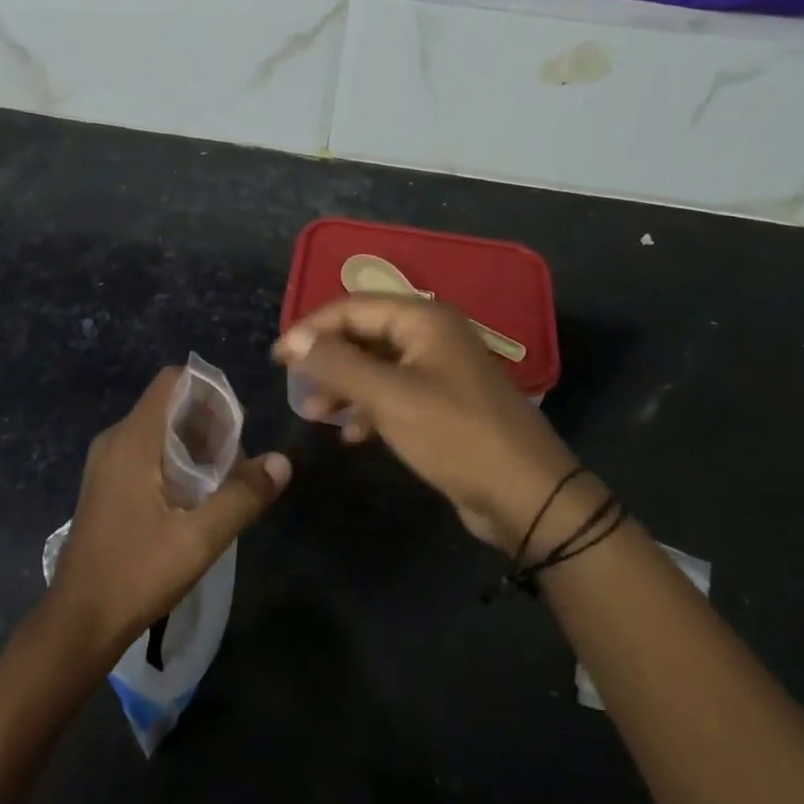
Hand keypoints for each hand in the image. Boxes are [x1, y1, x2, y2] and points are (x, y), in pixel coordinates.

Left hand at [46, 367, 291, 663]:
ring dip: (194, 445)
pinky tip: (195, 497)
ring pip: (158, 432)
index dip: (209, 390)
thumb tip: (282, 461)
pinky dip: (174, 461)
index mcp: (132, 439)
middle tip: (239, 458)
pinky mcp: (105, 487)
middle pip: (168, 406)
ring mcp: (106, 465)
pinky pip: (145, 454)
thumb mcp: (199, 538)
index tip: (239, 421)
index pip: (172, 381)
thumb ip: (242, 496)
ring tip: (225, 478)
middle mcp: (115, 441)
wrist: (78, 622)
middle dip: (208, 422)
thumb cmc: (136, 573)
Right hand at [275, 295, 591, 554]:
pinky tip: (351, 434)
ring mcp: (440, 371)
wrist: (526, 495)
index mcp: (423, 320)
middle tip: (294, 384)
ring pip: (377, 367)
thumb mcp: (389, 397)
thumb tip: (295, 341)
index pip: (353, 307)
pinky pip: (395, 394)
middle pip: (365, 334)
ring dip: (344, 386)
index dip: (311, 328)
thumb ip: (338, 364)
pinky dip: (369, 409)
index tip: (277, 357)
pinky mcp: (444, 405)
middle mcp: (432, 336)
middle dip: (328, 358)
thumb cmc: (454, 435)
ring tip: (315, 413)